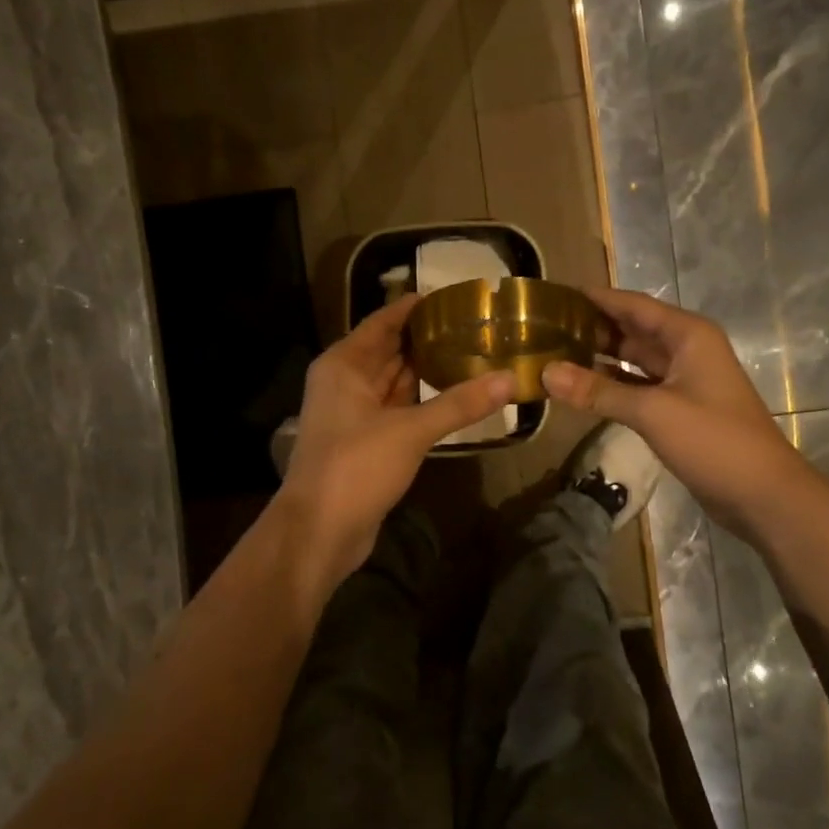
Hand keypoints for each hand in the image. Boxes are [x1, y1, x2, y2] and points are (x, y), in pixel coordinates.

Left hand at [277, 295, 513, 592]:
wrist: (319, 531)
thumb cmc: (355, 467)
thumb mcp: (410, 430)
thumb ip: (460, 403)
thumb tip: (509, 379)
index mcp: (344, 365)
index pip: (383, 322)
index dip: (414, 307)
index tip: (454, 296)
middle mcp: (345, 382)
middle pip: (389, 349)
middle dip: (427, 337)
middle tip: (474, 324)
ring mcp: (354, 413)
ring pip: (395, 381)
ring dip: (427, 369)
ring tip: (472, 352)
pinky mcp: (366, 441)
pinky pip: (398, 409)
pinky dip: (422, 401)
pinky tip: (454, 395)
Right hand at [541, 288, 791, 535]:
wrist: (763, 494)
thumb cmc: (713, 440)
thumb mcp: (652, 411)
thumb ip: (597, 391)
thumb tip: (546, 372)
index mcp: (687, 335)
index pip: (633, 305)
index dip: (596, 298)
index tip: (556, 295)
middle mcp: (685, 350)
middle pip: (632, 330)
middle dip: (592, 328)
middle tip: (544, 328)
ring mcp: (683, 381)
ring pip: (633, 360)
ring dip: (599, 358)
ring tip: (554, 354)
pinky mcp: (678, 409)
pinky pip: (637, 387)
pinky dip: (611, 386)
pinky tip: (580, 389)